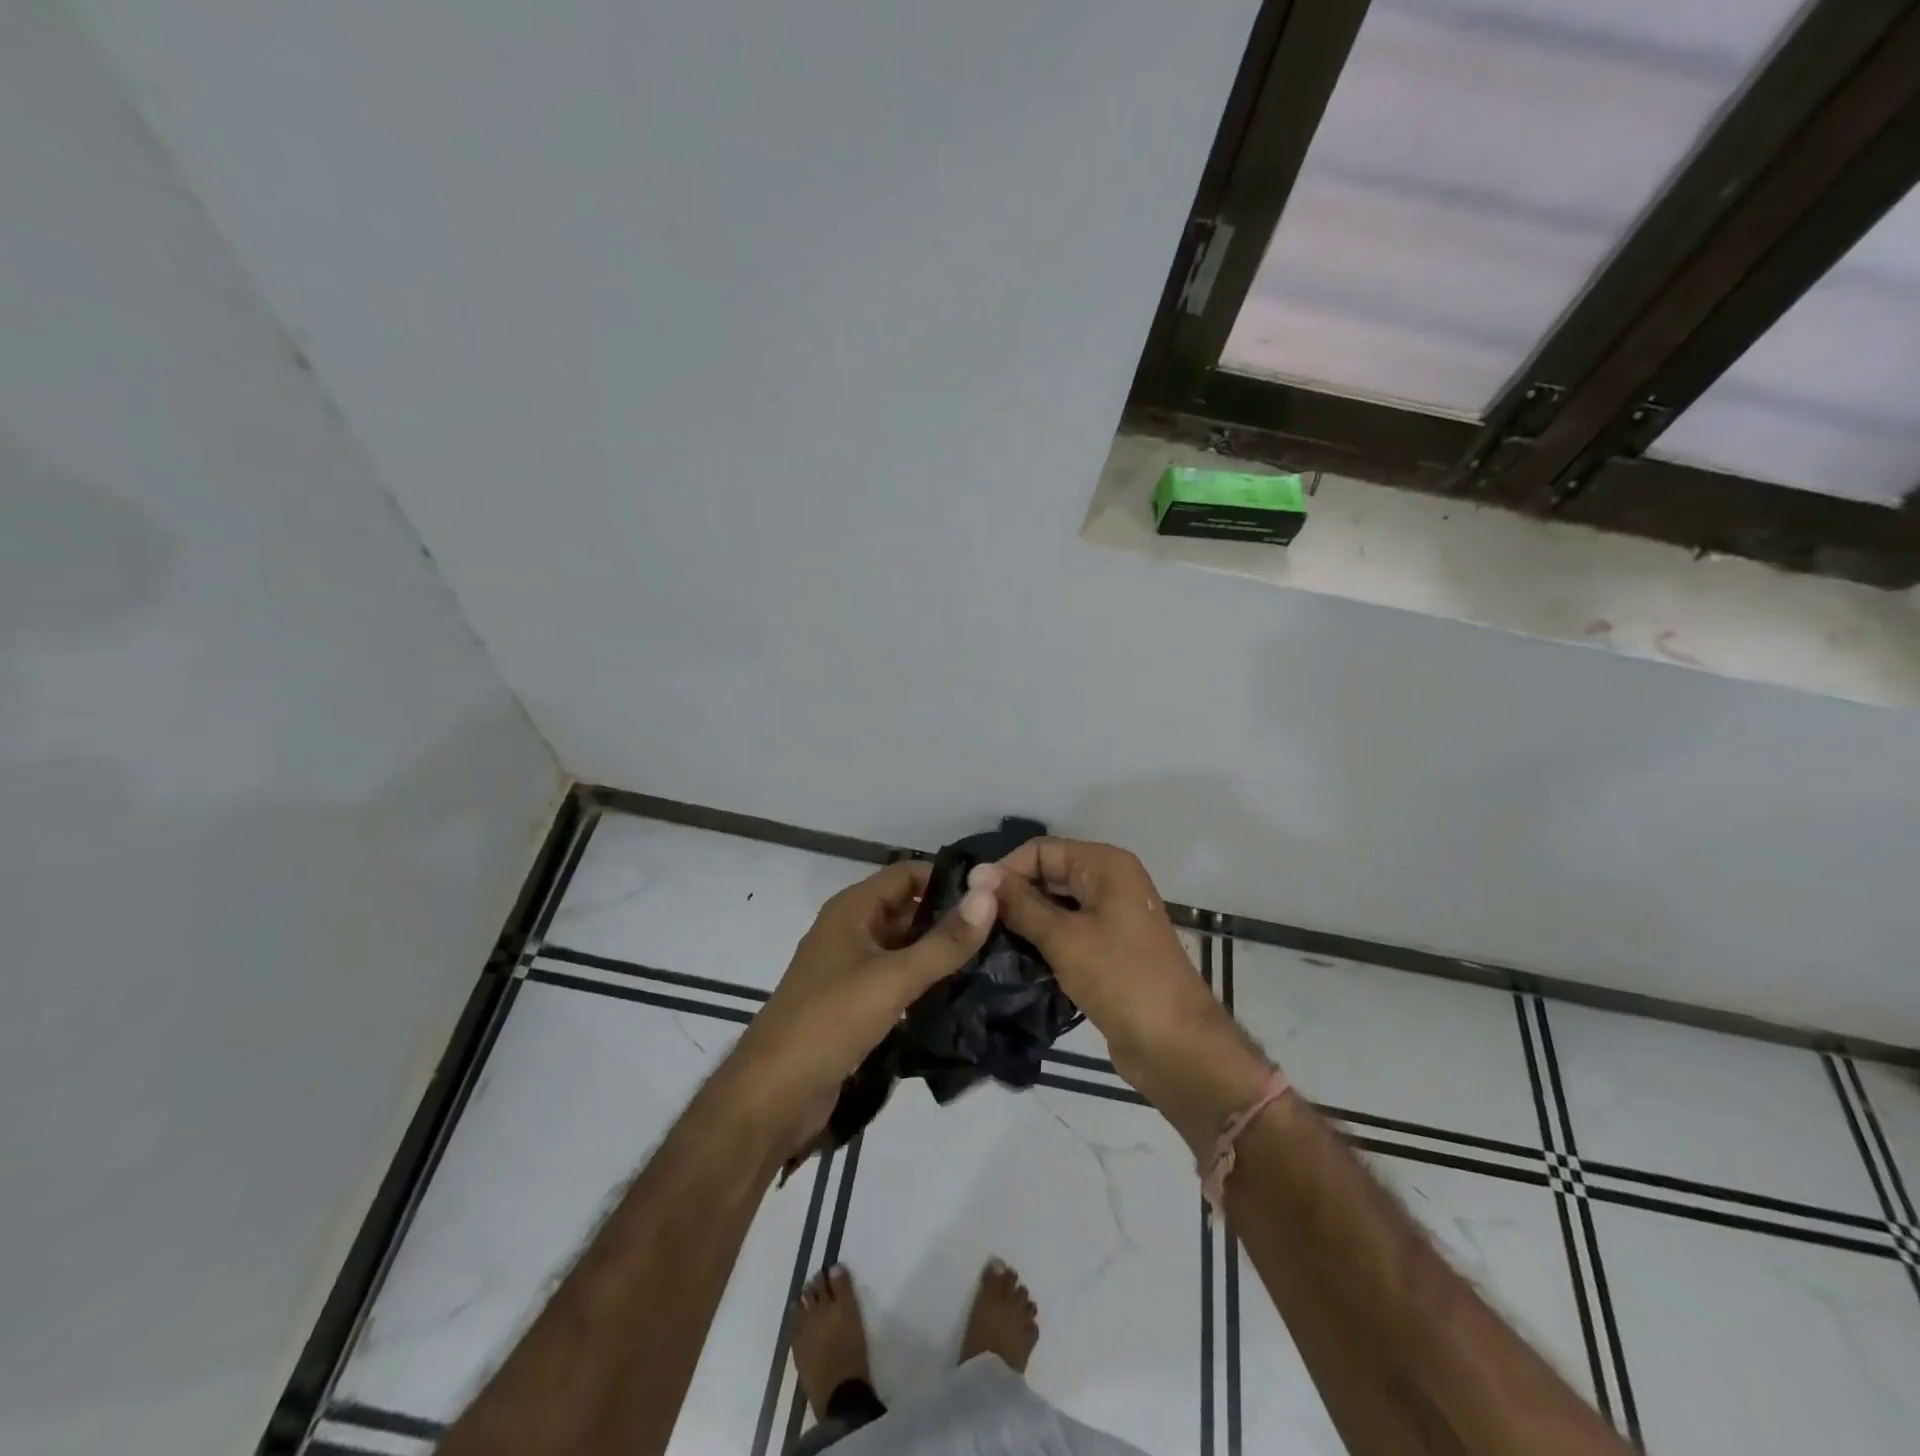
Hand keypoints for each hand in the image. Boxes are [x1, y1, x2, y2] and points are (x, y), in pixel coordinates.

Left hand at [716, 860, 995, 1158]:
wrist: (773, 1096)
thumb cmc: (830, 1021)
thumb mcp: (893, 978)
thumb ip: (944, 941)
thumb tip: (990, 894)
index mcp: (852, 910)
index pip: (907, 874)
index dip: (948, 879)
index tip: (995, 894)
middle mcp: (851, 931)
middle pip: (908, 911)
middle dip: (950, 919)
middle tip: (1003, 931)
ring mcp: (851, 970)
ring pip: (905, 949)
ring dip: (941, 955)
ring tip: (993, 962)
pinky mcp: (855, 1006)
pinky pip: (898, 982)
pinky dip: (926, 984)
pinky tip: (963, 996)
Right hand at [975, 839, 1242, 1095]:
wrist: (1175, 1046)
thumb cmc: (1120, 979)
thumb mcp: (1063, 937)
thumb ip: (1019, 904)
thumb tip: (978, 873)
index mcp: (1105, 865)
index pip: (1041, 850)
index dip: (1005, 870)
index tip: (971, 902)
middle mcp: (1109, 882)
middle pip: (1048, 875)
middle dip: (1013, 896)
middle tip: (973, 925)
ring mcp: (1111, 917)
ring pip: (1055, 906)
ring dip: (1024, 922)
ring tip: (984, 942)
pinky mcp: (1107, 949)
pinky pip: (1066, 933)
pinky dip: (1041, 941)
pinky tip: (1012, 959)